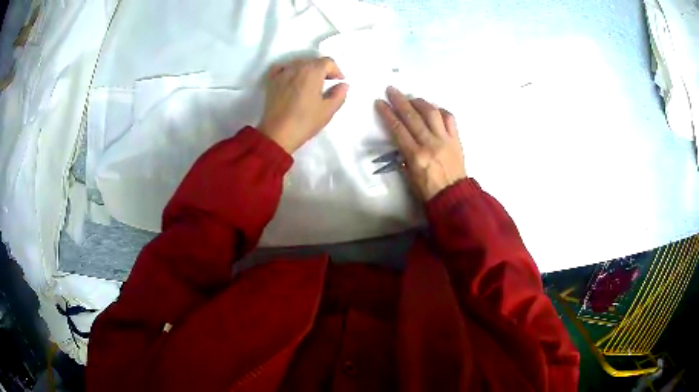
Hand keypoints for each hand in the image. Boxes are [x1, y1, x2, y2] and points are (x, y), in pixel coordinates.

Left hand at [258, 57, 348, 152]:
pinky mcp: (271, 81)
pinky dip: (289, 70)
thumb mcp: (328, 110)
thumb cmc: (305, 122)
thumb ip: (339, 94)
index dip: (336, 72)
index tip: (338, 84)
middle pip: (313, 62)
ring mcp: (282, 73)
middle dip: (322, 71)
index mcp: (313, 71)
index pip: (328, 62)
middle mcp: (297, 67)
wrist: (277, 134)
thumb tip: (343, 85)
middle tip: (325, 86)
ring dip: (307, 71)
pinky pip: (283, 68)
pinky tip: (292, 80)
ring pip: (299, 64)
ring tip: (309, 86)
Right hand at [375, 87, 466, 200]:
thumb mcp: (409, 176)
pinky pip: (450, 119)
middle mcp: (430, 144)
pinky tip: (434, 109)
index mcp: (416, 156)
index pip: (398, 129)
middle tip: (391, 90)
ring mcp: (445, 139)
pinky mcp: (456, 139)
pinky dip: (441, 111)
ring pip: (432, 113)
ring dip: (420, 102)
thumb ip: (404, 156)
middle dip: (400, 101)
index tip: (380, 102)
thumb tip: (401, 140)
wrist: (454, 196)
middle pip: (412, 117)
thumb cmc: (428, 190)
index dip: (387, 113)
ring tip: (411, 98)